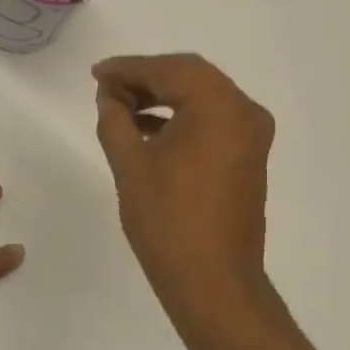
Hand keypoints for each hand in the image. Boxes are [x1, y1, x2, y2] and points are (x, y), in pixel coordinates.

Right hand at [93, 54, 275, 324]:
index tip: (97, 73)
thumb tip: (109, 97)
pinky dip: (182, 119)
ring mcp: (252, 136)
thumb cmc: (167, 220)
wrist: (213, 281)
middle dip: (146, 79)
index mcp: (219, 106)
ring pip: (202, 99)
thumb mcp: (130, 165)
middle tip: (106, 87)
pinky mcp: (249, 158)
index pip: (169, 70)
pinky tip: (147, 131)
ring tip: (120, 110)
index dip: (129, 68)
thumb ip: (115, 120)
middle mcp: (244, 111)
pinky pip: (213, 122)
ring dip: (163, 98)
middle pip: (191, 78)